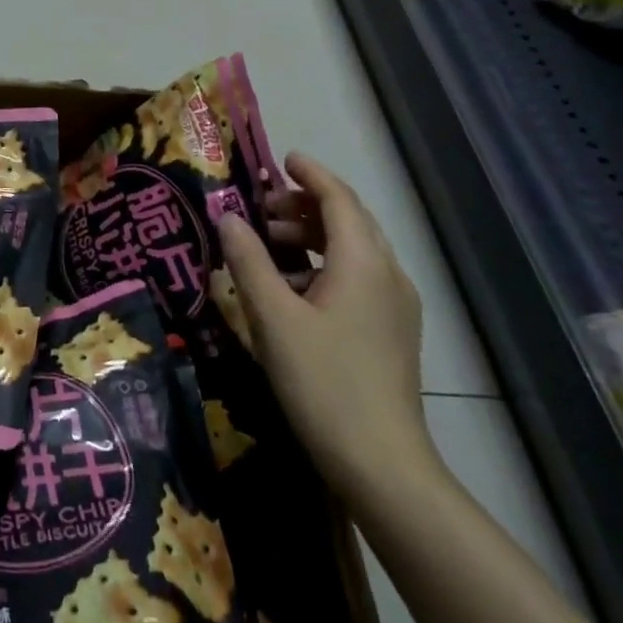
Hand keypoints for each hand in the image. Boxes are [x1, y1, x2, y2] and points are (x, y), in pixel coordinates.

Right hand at [219, 153, 436, 505]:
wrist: (381, 464)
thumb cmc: (323, 381)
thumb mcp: (273, 317)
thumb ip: (248, 260)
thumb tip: (227, 216)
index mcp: (364, 263)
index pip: (339, 199)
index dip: (311, 174)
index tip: (282, 158)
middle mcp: (388, 276)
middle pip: (350, 221)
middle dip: (307, 205)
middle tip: (262, 206)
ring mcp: (395, 307)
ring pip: (354, 251)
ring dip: (313, 236)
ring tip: (270, 244)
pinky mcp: (391, 333)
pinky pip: (358, 278)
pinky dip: (324, 266)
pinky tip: (292, 289)